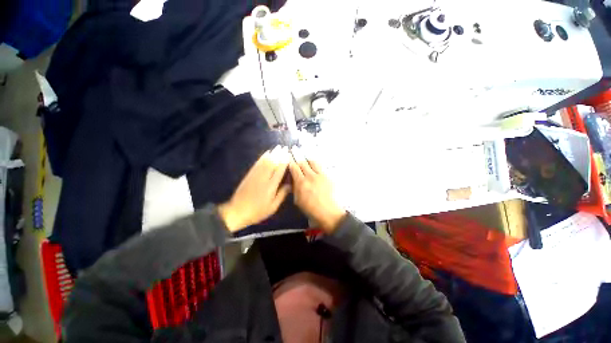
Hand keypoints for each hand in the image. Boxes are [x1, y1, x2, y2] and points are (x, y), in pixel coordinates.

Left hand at [219, 146, 290, 231]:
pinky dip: (262, 157)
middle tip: (284, 147)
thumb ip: (281, 195)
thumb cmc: (257, 211)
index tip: (289, 154)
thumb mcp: (272, 207)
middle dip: (279, 154)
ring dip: (272, 153)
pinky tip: (266, 153)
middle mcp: (263, 178)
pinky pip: (257, 163)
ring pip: (265, 161)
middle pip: (272, 163)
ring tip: (277, 147)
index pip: (279, 170)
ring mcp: (255, 175)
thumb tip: (290, 185)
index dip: (284, 161)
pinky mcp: (249, 175)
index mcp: (270, 186)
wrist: (237, 211)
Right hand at [289, 148, 345, 232]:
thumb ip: (295, 188)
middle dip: (297, 155)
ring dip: (306, 157)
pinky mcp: (327, 176)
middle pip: (302, 162)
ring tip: (304, 152)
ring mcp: (320, 175)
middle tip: (293, 148)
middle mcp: (310, 176)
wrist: (328, 212)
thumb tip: (293, 179)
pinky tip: (313, 161)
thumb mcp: (298, 200)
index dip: (290, 161)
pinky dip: (315, 163)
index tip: (287, 156)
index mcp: (301, 183)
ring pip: (312, 162)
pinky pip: (320, 166)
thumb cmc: (311, 209)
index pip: (294, 168)